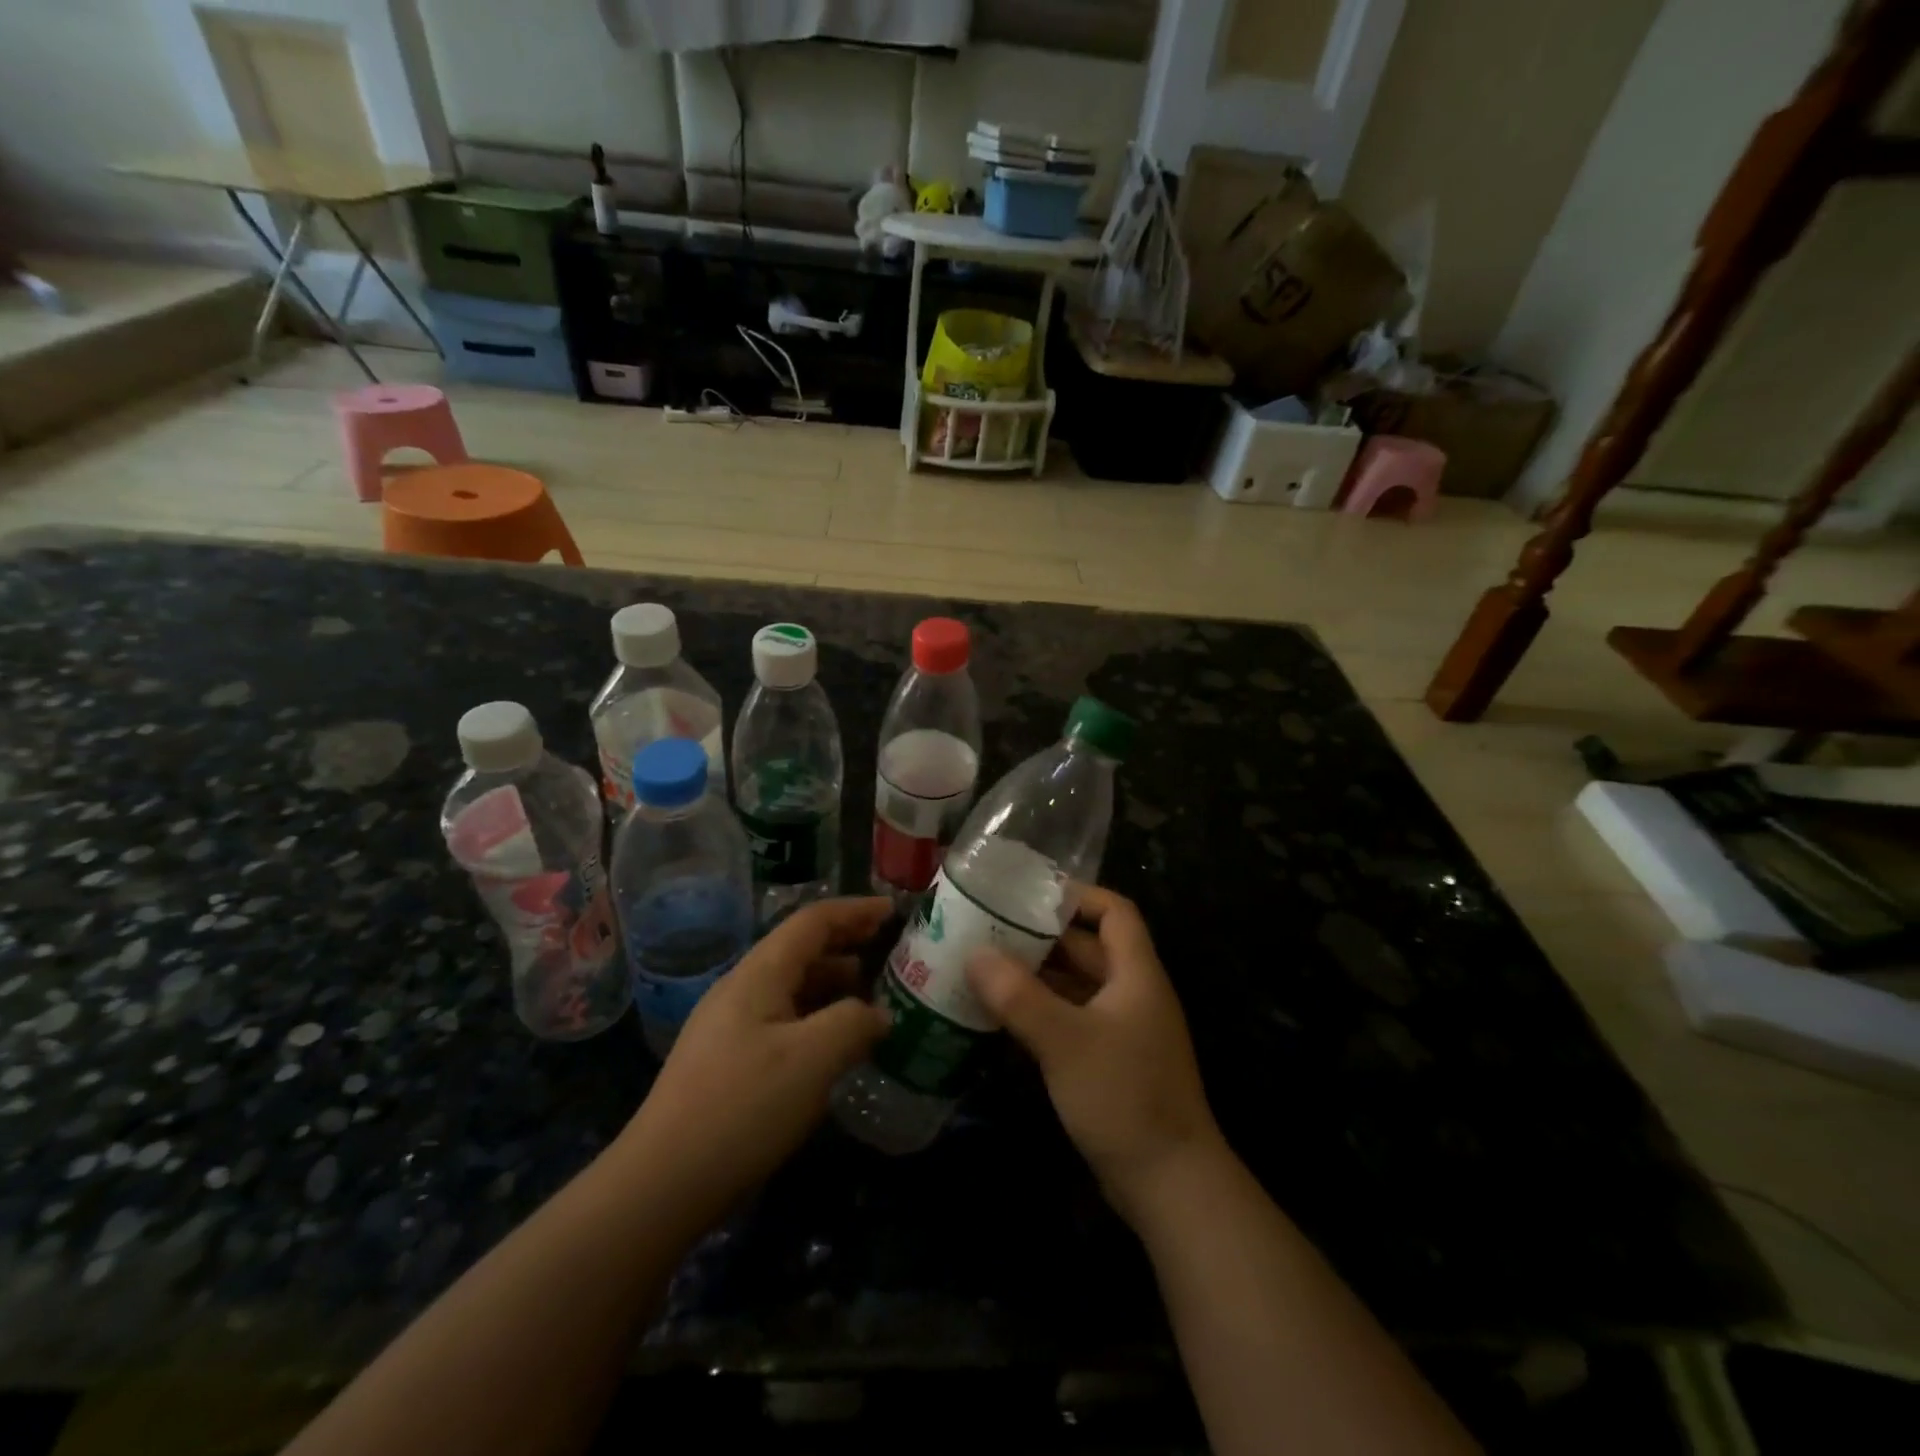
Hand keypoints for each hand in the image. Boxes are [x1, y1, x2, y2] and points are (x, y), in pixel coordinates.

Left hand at [619, 897, 892, 1226]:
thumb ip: (854, 1022)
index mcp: (759, 973)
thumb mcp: (812, 1059)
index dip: (855, 910)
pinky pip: (783, 1020)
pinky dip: (817, 1018)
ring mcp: (730, 1026)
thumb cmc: (743, 1107)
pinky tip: (835, 1045)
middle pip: (800, 949)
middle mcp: (742, 989)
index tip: (893, 910)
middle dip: (847, 944)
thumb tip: (880, 1014)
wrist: (661, 1184)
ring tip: (873, 997)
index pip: (813, 921)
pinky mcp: (728, 1061)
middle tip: (889, 950)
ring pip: (791, 987)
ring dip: (833, 984)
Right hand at [965, 886, 1223, 1224]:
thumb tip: (974, 954)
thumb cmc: (1123, 1096)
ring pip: (1077, 986)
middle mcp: (1132, 993)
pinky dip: (1042, 1011)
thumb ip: (1018, 996)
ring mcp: (1123, 1030)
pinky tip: (1003, 1015)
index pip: (1115, 911)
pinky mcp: (1110, 1062)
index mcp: (1136, 974)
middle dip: (1042, 936)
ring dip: (1038, 976)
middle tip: (990, 928)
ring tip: (986, 965)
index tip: (1029, 893)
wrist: (1170, 1184)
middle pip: (1089, 947)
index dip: (1078, 895)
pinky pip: (1072, 1019)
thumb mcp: (1065, 1041)